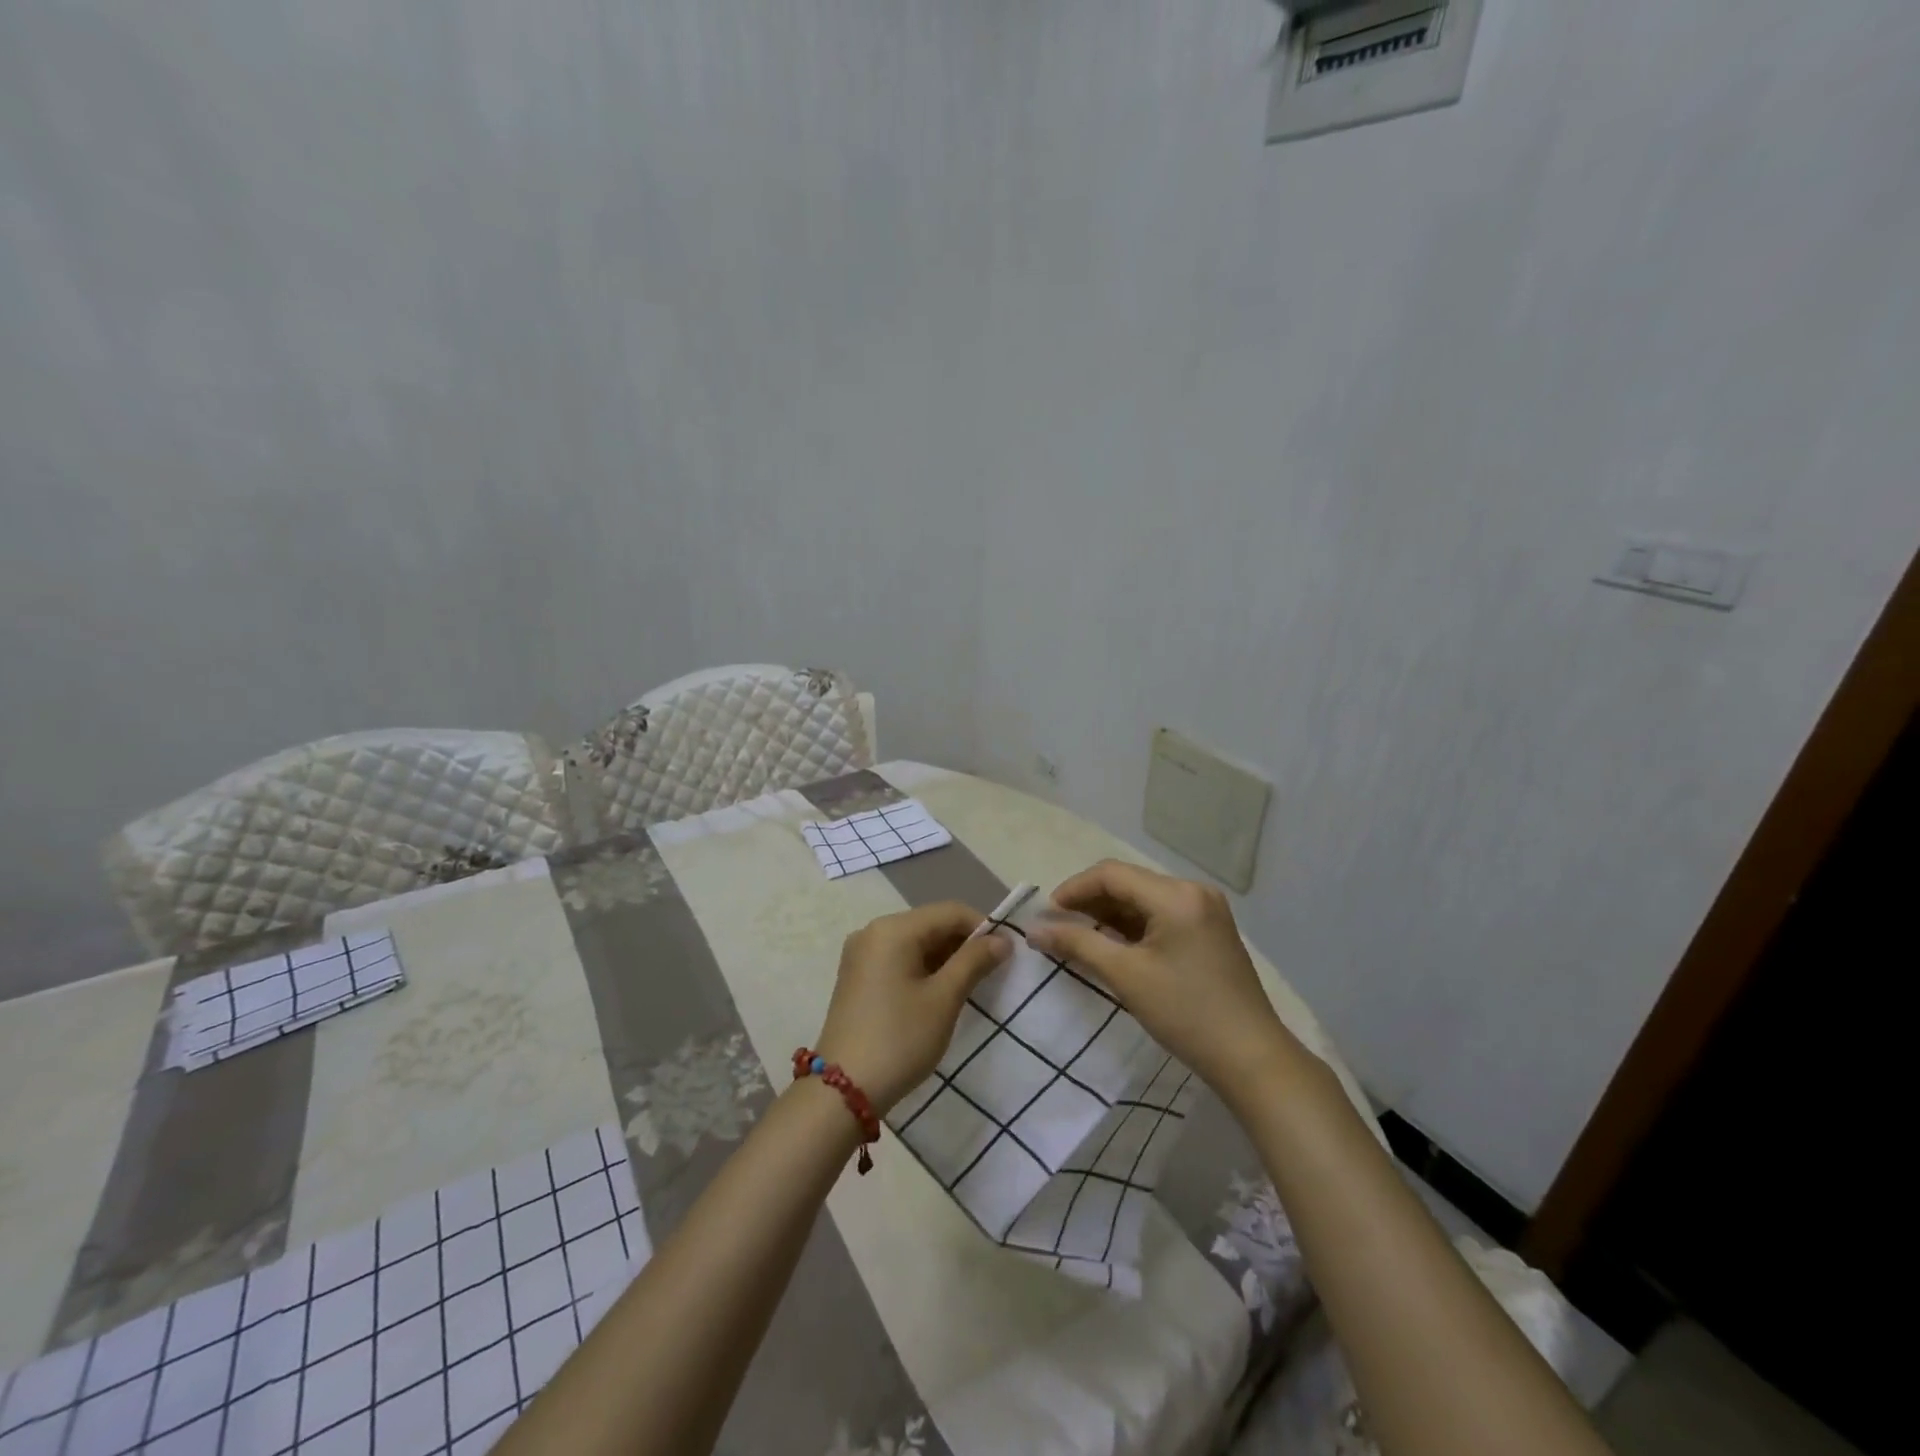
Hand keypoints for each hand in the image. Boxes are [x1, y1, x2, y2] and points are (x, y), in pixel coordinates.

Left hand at [815, 901, 1009, 1112]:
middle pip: (930, 924)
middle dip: (964, 943)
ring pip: (915, 942)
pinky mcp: (857, 976)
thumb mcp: (944, 999)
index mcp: (893, 929)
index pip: (950, 912)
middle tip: (992, 972)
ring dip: (945, 957)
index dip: (983, 927)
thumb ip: (974, 962)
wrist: (843, 1091)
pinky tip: (940, 992)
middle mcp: (873, 931)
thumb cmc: (900, 1039)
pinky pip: (898, 958)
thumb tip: (1001, 940)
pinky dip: (923, 968)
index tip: (1007, 954)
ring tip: (971, 984)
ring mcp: (861, 954)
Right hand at [1027, 860, 1300, 1102]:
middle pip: (1128, 882)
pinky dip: (1133, 925)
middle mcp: (1193, 890)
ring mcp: (1205, 909)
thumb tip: (1035, 928)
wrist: (1251, 1058)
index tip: (1046, 915)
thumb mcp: (1125, 975)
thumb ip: (1077, 943)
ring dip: (1109, 913)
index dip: (1073, 889)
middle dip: (1089, 901)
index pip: (1111, 874)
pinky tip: (1113, 944)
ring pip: (1143, 898)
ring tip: (1079, 937)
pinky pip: (1161, 914)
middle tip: (1058, 927)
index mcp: (1176, 894)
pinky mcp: (1209, 929)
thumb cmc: (1185, 1013)